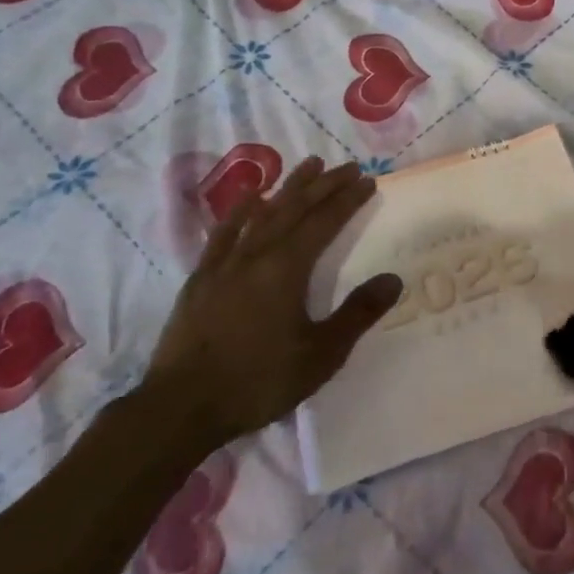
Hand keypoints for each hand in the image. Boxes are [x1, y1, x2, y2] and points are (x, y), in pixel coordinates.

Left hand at [146, 158, 401, 449]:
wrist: (180, 408)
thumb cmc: (258, 381)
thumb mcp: (321, 355)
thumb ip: (357, 314)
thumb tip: (393, 279)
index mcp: (286, 269)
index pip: (324, 222)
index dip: (347, 199)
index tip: (367, 180)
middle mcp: (256, 255)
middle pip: (295, 209)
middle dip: (324, 185)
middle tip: (347, 166)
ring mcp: (224, 264)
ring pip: (262, 213)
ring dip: (289, 187)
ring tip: (308, 165)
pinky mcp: (201, 279)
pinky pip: (225, 233)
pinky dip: (240, 211)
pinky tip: (250, 198)